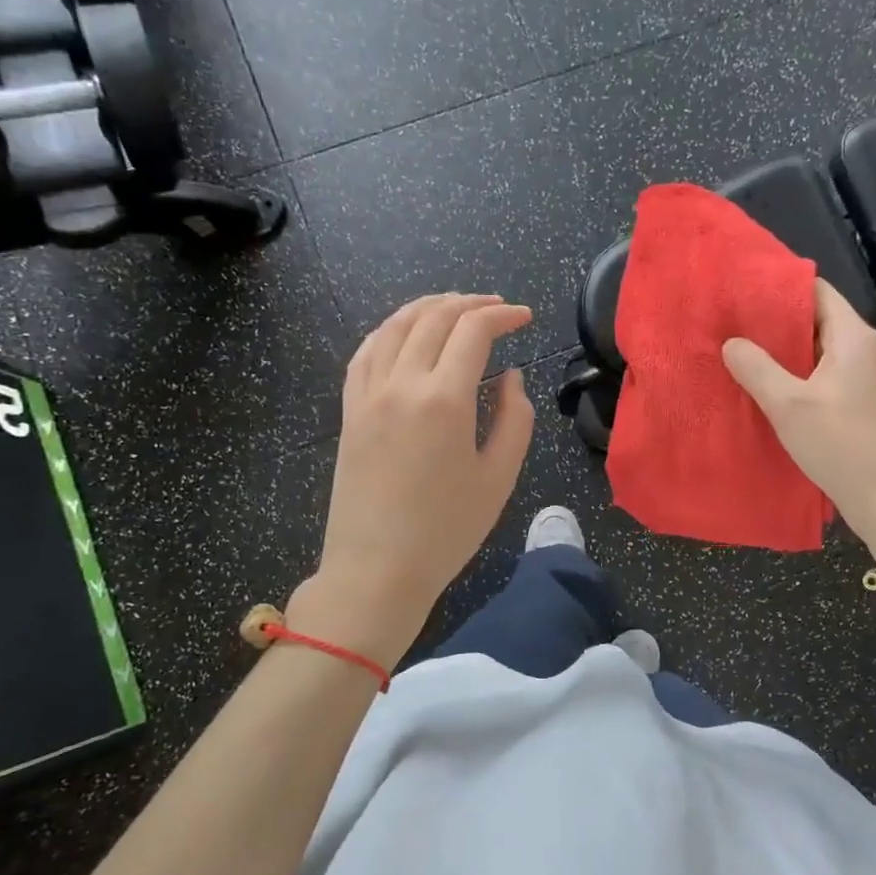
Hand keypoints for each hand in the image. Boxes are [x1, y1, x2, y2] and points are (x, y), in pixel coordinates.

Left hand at [308, 294, 534, 652]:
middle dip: (470, 304)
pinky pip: (365, 352)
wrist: (376, 570)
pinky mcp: (349, 411)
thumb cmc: (446, 531)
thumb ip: (515, 418)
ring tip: (455, 307)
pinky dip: (390, 330)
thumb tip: (509, 377)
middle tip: (498, 307)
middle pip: (434, 318)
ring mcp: (368, 395)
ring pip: (395, 326)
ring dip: (429, 307)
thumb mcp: (499, 477)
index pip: (473, 331)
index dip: (503, 316)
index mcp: (444, 400)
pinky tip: (404, 332)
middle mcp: (401, 384)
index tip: (526, 317)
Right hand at [721, 280, 875, 549]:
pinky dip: (792, 372)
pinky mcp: (856, 398)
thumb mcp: (789, 405)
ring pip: (815, 347)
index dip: (777, 286)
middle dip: (772, 319)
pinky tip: (762, 383)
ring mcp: (861, 374)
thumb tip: (731, 342)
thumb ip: (757, 368)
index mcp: (853, 336)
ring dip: (780, 349)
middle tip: (729, 322)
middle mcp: (862, 347)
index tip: (739, 291)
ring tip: (738, 350)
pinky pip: (819, 371)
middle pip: (814, 317)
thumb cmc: (841, 445)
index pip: (815, 289)